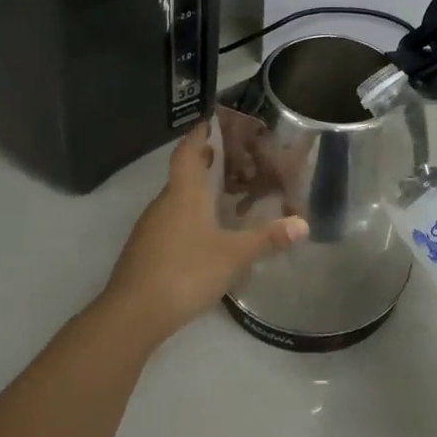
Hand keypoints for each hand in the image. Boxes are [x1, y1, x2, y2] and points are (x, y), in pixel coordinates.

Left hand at [101, 121, 307, 348]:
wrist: (132, 314)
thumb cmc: (186, 272)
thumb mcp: (234, 256)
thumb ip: (268, 238)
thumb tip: (303, 224)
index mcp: (184, 193)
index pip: (188, 151)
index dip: (199, 134)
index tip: (211, 122)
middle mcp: (164, 203)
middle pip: (184, 174)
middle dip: (206, 164)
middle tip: (233, 160)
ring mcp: (150, 227)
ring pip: (177, 199)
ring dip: (198, 192)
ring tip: (225, 196)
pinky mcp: (144, 250)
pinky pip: (170, 221)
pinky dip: (189, 217)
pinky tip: (205, 234)